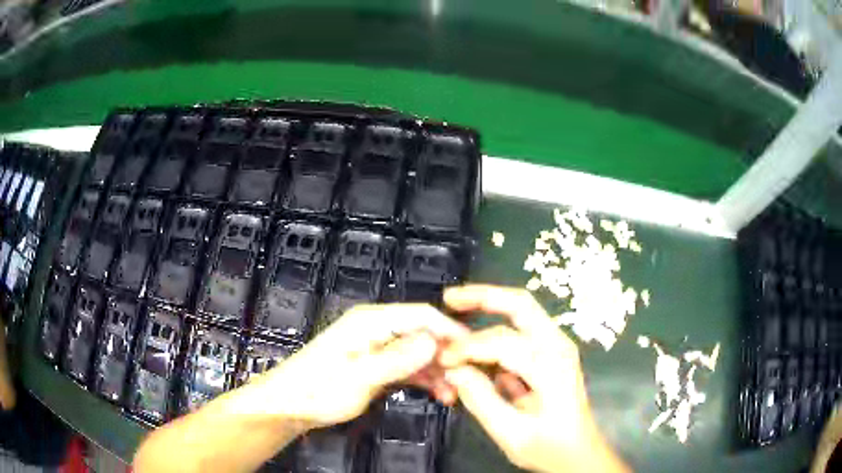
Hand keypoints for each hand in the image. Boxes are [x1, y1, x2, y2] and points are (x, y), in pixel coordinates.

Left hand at [252, 303, 468, 429]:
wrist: (291, 406)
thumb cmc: (319, 390)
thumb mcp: (359, 377)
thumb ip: (396, 359)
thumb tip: (433, 340)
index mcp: (371, 321)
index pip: (422, 315)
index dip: (450, 330)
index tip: (476, 351)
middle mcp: (377, 328)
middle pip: (423, 333)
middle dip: (446, 355)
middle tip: (467, 380)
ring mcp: (377, 346)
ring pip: (419, 351)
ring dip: (438, 370)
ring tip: (455, 393)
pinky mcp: (376, 363)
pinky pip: (408, 365)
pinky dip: (424, 377)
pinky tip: (439, 393)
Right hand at [439, 285, 628, 472]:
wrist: (579, 453)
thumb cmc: (549, 447)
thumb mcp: (512, 433)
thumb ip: (481, 400)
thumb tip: (454, 370)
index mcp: (552, 368)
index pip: (503, 342)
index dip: (467, 347)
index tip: (442, 360)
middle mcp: (558, 347)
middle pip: (520, 305)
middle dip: (483, 296)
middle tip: (449, 298)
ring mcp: (557, 346)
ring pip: (522, 311)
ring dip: (489, 306)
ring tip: (456, 309)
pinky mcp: (552, 352)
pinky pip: (522, 329)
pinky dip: (496, 326)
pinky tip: (476, 338)